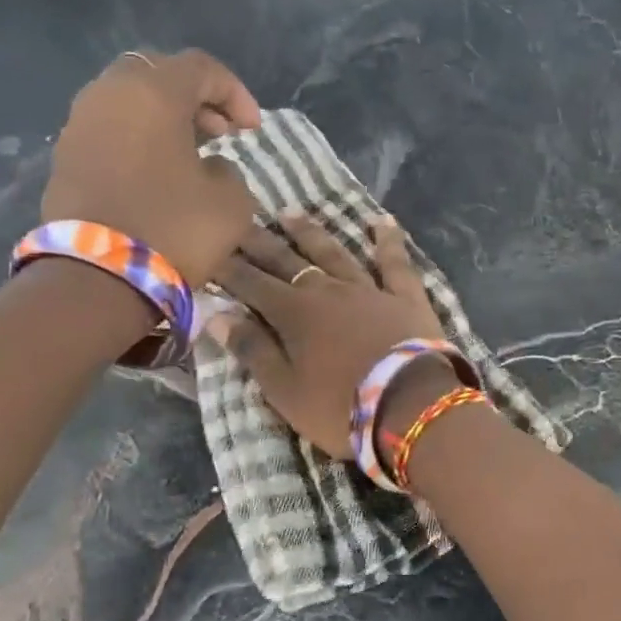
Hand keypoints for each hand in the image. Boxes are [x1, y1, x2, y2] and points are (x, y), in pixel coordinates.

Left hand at [40, 49, 261, 284]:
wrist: (98, 278)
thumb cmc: (174, 229)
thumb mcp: (232, 202)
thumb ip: (228, 171)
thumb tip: (207, 168)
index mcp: (152, 92)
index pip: (200, 67)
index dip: (235, 93)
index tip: (253, 131)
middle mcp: (108, 94)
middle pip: (157, 74)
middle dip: (194, 98)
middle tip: (220, 133)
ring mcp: (79, 125)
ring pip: (128, 101)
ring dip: (163, 119)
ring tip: (191, 154)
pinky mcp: (64, 158)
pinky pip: (109, 131)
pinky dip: (137, 140)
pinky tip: (157, 174)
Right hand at [211, 214, 446, 459]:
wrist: (411, 405)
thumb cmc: (341, 407)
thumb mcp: (285, 391)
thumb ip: (253, 350)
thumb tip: (217, 315)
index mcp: (294, 313)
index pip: (252, 284)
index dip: (228, 268)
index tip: (209, 250)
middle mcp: (328, 290)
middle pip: (287, 260)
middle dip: (260, 242)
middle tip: (239, 221)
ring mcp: (369, 289)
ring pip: (334, 253)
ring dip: (310, 233)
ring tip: (290, 212)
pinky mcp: (406, 297)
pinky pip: (395, 262)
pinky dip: (388, 240)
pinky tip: (381, 220)